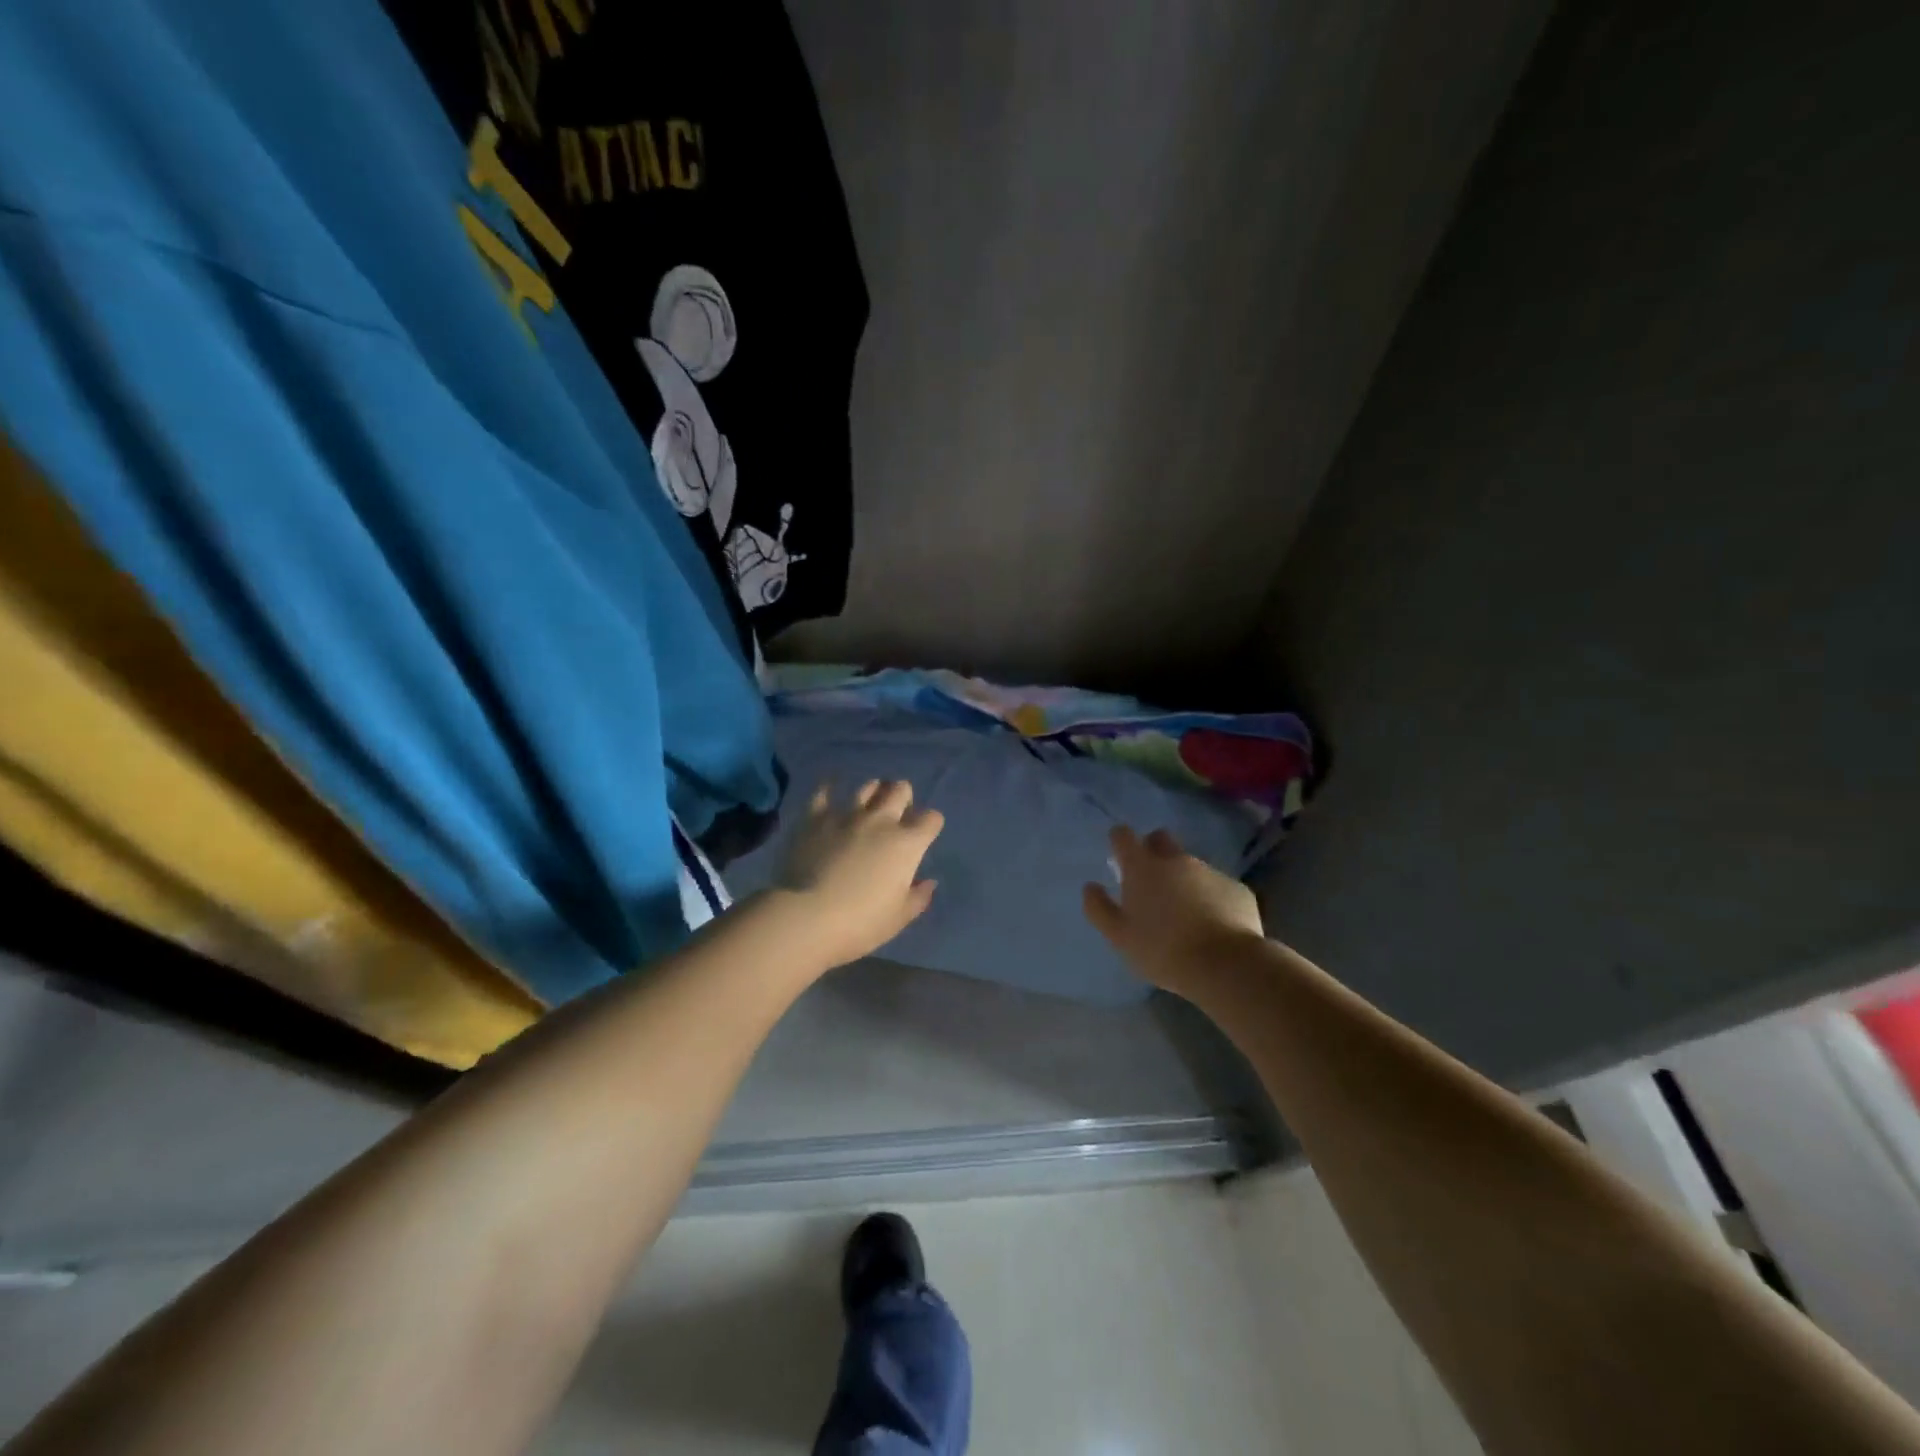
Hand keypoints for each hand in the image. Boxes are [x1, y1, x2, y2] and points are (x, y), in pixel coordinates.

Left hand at [770, 780, 943, 969]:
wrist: (806, 917)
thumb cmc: (860, 923)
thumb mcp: (898, 918)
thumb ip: (918, 897)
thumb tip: (928, 883)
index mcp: (906, 844)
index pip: (931, 819)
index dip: (930, 824)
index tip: (924, 835)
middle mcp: (880, 821)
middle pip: (900, 790)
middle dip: (903, 797)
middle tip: (897, 812)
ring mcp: (846, 815)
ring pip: (868, 787)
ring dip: (873, 791)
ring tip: (870, 802)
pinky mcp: (815, 818)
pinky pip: (823, 792)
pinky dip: (829, 788)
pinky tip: (830, 788)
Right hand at [1082, 826, 1265, 992]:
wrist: (1226, 965)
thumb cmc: (1163, 950)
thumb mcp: (1120, 937)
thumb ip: (1099, 908)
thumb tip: (1090, 887)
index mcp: (1143, 868)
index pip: (1123, 836)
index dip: (1119, 840)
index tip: (1118, 855)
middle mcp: (1176, 860)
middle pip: (1161, 839)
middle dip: (1153, 850)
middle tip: (1151, 881)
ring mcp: (1210, 872)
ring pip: (1191, 865)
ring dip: (1183, 879)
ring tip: (1184, 913)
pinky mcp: (1237, 889)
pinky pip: (1217, 887)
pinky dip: (1210, 898)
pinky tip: (1212, 925)